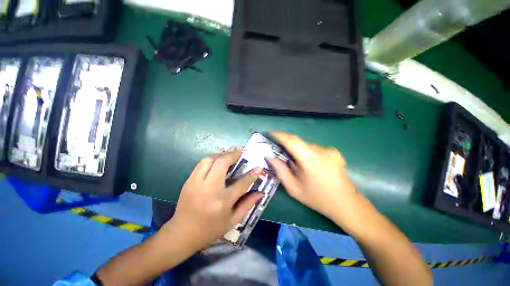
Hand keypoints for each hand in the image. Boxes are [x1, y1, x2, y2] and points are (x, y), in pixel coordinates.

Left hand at [160, 149, 263, 250]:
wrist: (183, 233)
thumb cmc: (211, 229)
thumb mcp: (233, 220)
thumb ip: (248, 204)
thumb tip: (261, 193)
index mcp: (222, 201)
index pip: (241, 184)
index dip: (252, 175)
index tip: (258, 168)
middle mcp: (210, 189)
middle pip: (222, 164)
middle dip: (232, 155)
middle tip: (240, 151)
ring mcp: (197, 183)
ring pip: (209, 160)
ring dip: (221, 153)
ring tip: (229, 152)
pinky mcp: (189, 181)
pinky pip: (201, 164)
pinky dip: (211, 158)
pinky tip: (217, 158)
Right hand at [268, 132, 368, 232]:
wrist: (347, 204)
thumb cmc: (318, 198)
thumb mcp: (294, 188)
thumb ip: (280, 170)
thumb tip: (270, 157)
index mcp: (311, 159)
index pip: (292, 141)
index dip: (280, 135)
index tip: (270, 133)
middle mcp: (321, 150)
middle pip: (299, 143)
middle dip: (287, 146)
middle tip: (280, 153)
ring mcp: (330, 150)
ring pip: (306, 146)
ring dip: (298, 151)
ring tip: (296, 164)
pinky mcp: (334, 152)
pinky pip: (314, 149)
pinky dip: (307, 153)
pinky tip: (309, 166)